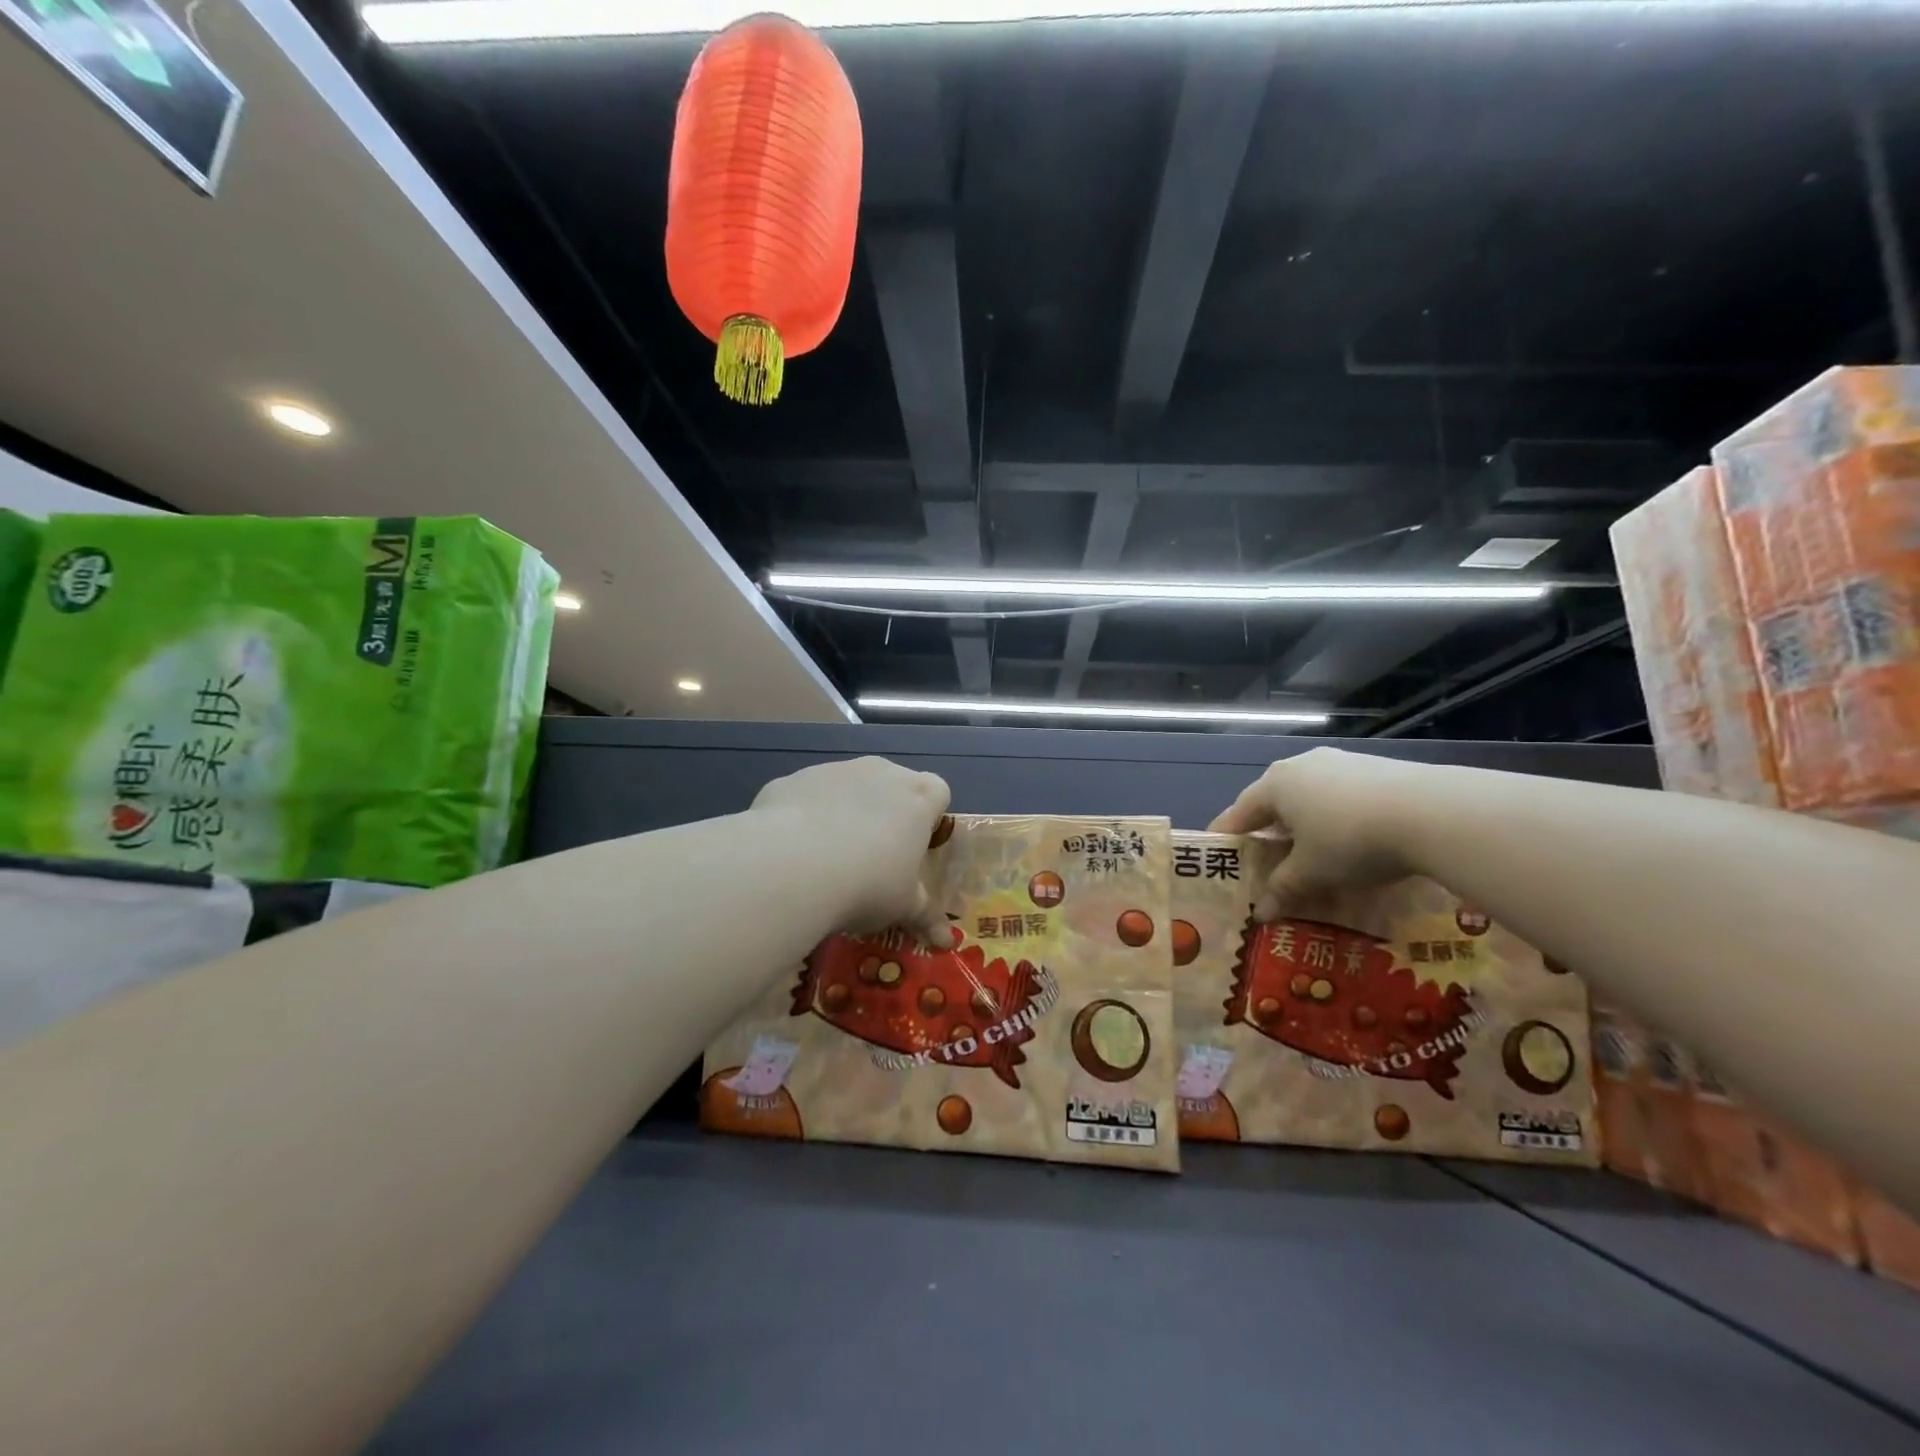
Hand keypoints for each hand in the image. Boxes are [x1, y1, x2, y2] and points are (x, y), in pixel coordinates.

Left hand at [751, 756, 951, 938]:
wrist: (791, 866)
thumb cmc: (868, 883)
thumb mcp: (903, 907)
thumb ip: (925, 916)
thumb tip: (945, 941)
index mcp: (917, 796)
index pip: (937, 793)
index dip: (928, 819)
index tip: (914, 849)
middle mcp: (878, 772)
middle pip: (891, 786)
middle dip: (885, 815)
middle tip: (873, 860)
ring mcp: (832, 771)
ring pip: (846, 788)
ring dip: (844, 814)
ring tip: (828, 861)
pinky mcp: (792, 780)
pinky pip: (806, 797)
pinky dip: (803, 818)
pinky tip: (792, 854)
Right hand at [1210, 748, 1421, 918]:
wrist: (1432, 812)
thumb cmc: (1350, 840)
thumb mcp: (1311, 872)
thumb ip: (1282, 889)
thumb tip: (1260, 914)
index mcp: (1274, 785)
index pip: (1239, 813)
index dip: (1226, 838)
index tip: (1218, 857)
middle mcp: (1301, 766)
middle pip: (1275, 803)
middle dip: (1270, 834)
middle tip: (1267, 862)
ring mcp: (1342, 763)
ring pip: (1311, 799)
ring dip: (1306, 828)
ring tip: (1313, 857)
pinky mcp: (1377, 769)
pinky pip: (1343, 798)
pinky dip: (1338, 821)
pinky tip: (1354, 845)